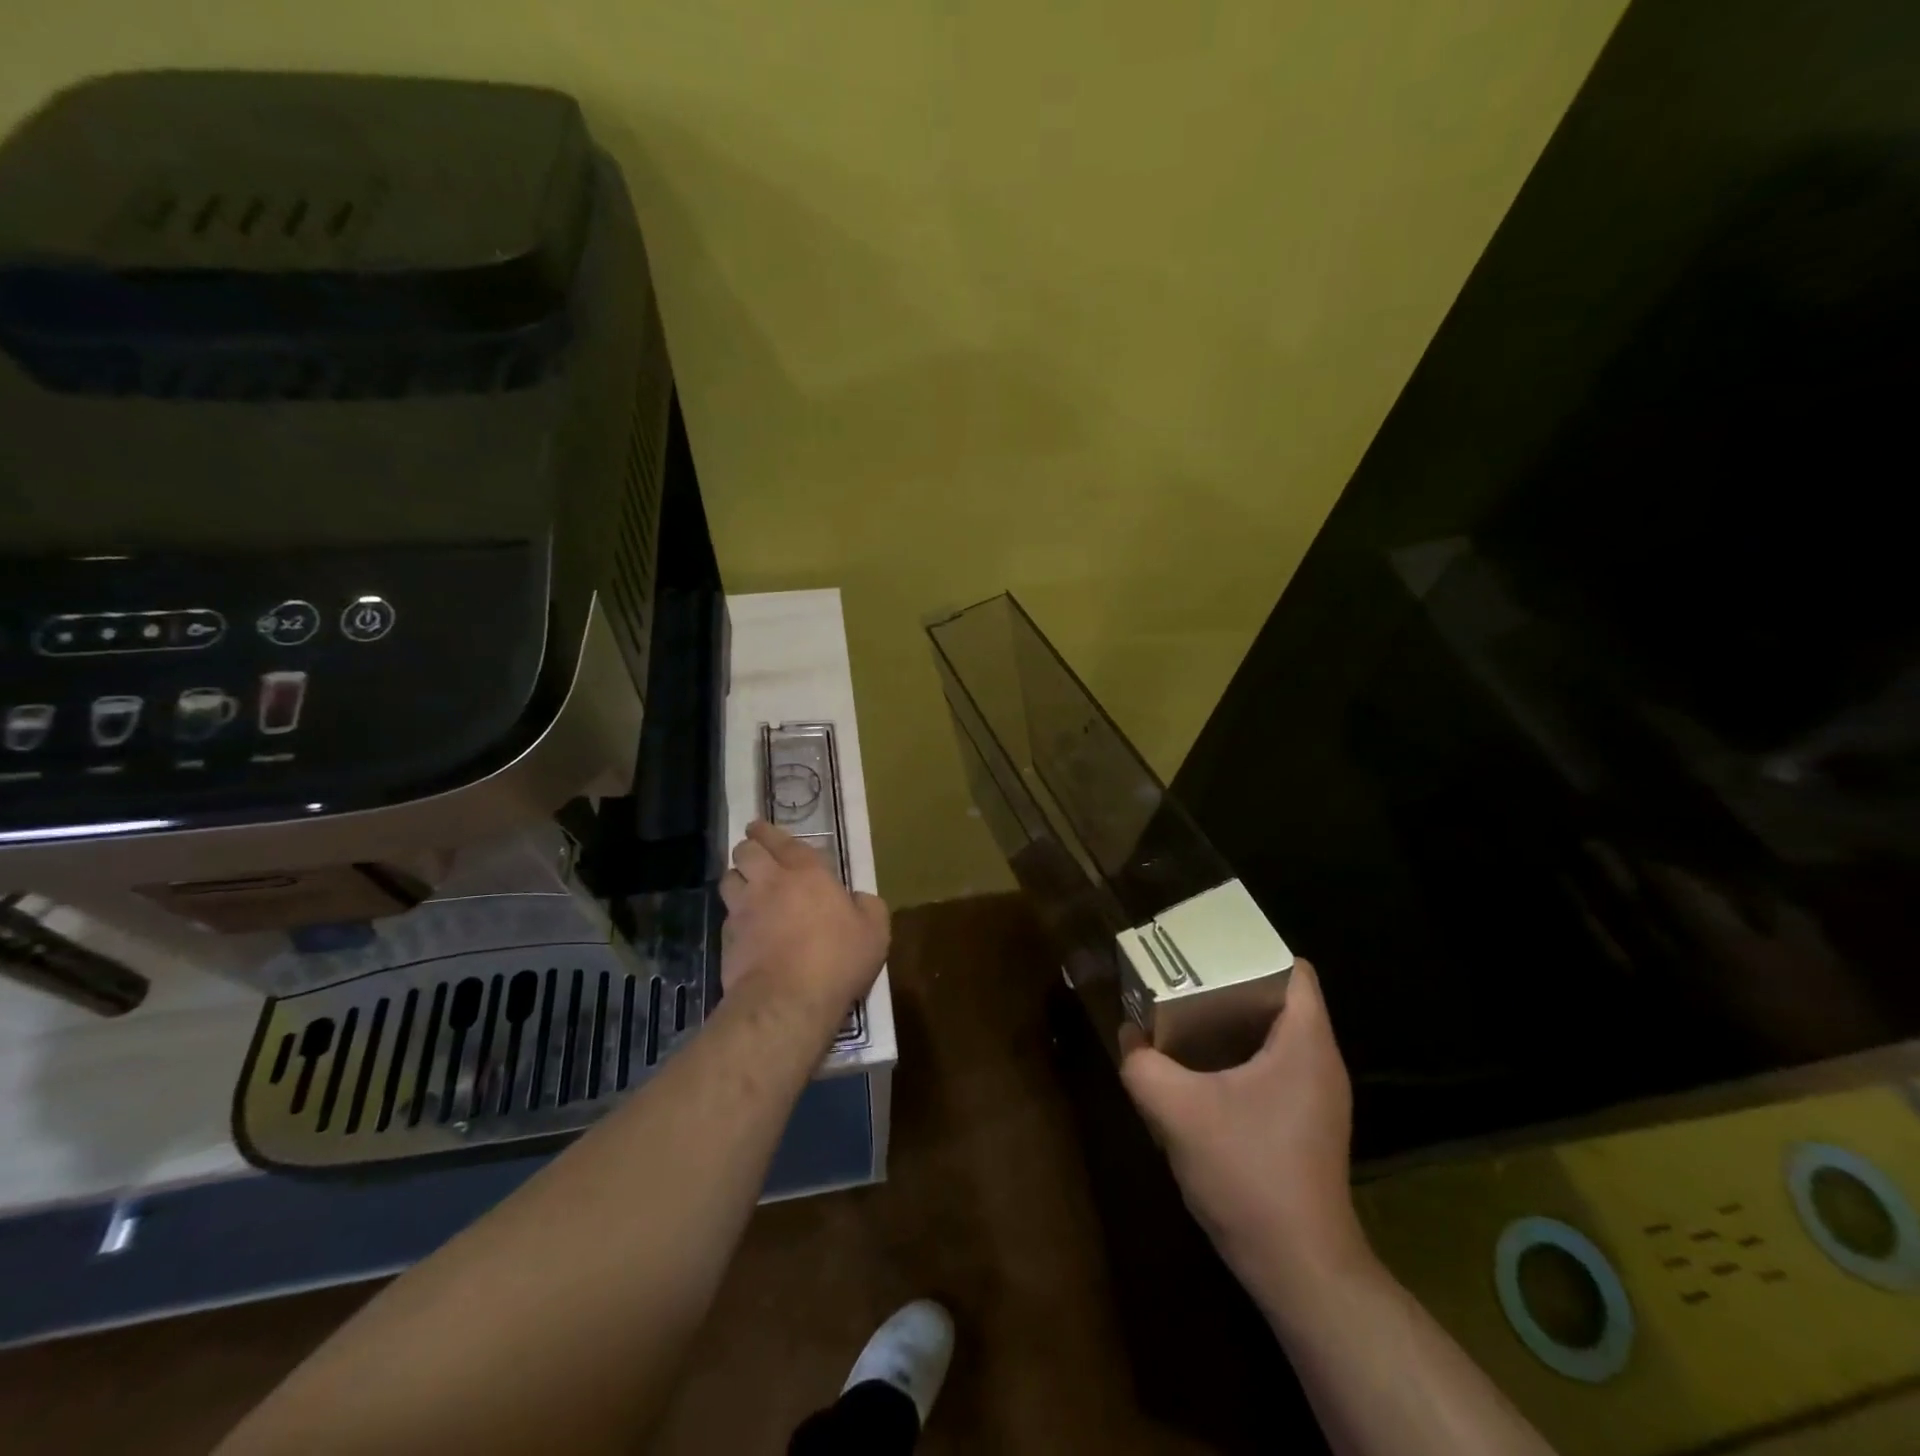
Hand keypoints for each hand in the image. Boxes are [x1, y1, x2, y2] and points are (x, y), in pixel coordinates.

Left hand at [718, 821, 889, 1014]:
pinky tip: (744, 927)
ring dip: (737, 877)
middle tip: (754, 851)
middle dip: (748, 847)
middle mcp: (770, 882)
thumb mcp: (875, 932)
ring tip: (745, 884)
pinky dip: (734, 916)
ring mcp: (744, 910)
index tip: (760, 827)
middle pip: (746, 851)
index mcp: (807, 872)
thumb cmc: (837, 960)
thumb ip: (869, 907)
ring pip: (728, 879)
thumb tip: (858, 899)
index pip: (782, 840)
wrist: (787, 1002)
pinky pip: (727, 916)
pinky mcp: (727, 939)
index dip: (768, 831)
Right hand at [1119, 960, 1372, 1308]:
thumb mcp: (1176, 1111)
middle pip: (1280, 997)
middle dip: (1231, 983)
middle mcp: (1320, 1061)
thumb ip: (1142, 1065)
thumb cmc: (1247, 1173)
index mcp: (1305, 1042)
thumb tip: (1129, 1035)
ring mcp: (1318, 1096)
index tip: (1207, 950)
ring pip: (1275, 1034)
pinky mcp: (1306, 1123)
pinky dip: (1239, 1056)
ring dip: (1232, 1022)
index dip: (1252, 950)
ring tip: (1184, 1017)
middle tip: (1183, 978)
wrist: (1297, 1268)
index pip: (1294, 969)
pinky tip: (1200, 1073)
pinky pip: (1274, 1066)